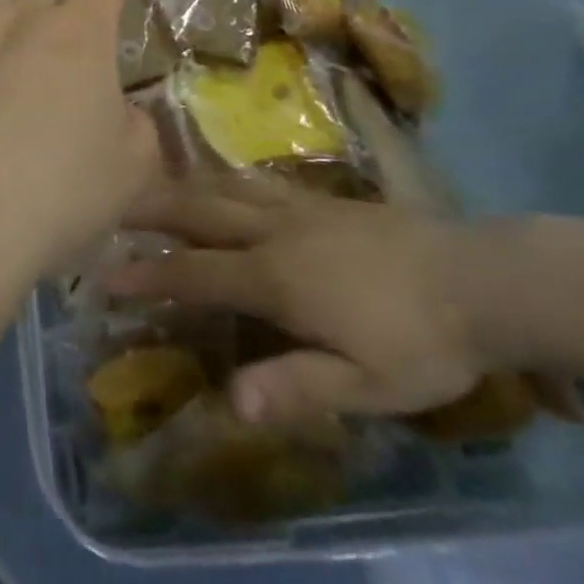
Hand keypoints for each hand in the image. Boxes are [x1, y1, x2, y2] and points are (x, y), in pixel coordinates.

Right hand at [110, 177, 489, 426]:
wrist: (481, 279)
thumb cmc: (421, 341)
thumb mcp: (366, 384)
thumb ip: (296, 386)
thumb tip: (231, 403)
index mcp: (276, 277)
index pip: (195, 273)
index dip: (147, 274)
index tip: (103, 273)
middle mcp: (275, 231)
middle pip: (199, 211)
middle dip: (150, 209)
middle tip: (109, 202)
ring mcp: (299, 208)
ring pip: (225, 187)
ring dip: (182, 187)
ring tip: (149, 185)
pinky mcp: (322, 199)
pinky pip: (255, 183)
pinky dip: (223, 181)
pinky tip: (220, 183)